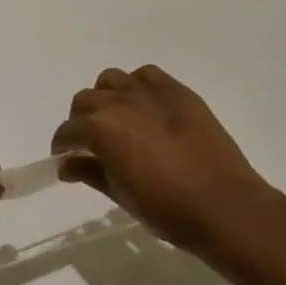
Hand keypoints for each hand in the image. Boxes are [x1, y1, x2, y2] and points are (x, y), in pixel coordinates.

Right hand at [50, 65, 273, 256]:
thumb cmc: (166, 208)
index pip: (68, 131)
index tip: (65, 157)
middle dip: (81, 121)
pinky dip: (137, 86)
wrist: (222, 204)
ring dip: (106, 97)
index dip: (63, 145)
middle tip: (90, 143)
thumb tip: (66, 165)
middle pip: (86, 100)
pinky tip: (145, 108)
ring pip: (112, 80)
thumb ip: (90, 173)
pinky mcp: (177, 91)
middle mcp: (120, 102)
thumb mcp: (120, 195)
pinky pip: (146, 76)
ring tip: (117, 119)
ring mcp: (150, 92)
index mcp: (101, 129)